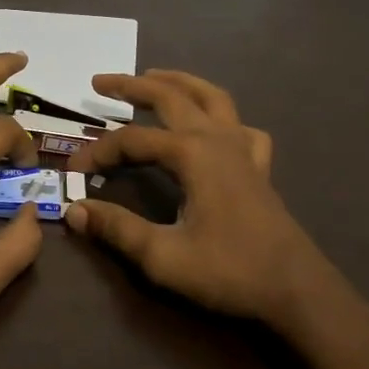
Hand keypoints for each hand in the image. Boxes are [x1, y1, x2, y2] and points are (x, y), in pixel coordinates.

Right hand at [68, 70, 347, 328]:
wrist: (296, 291)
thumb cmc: (230, 272)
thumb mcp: (164, 256)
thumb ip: (117, 229)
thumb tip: (73, 210)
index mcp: (193, 154)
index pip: (132, 141)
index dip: (97, 151)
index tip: (72, 170)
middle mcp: (217, 140)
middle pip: (171, 98)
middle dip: (132, 86)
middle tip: (100, 83)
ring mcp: (243, 149)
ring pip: (211, 98)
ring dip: (179, 83)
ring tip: (153, 77)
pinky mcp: (258, 167)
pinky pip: (240, 127)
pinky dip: (221, 117)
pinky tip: (213, 127)